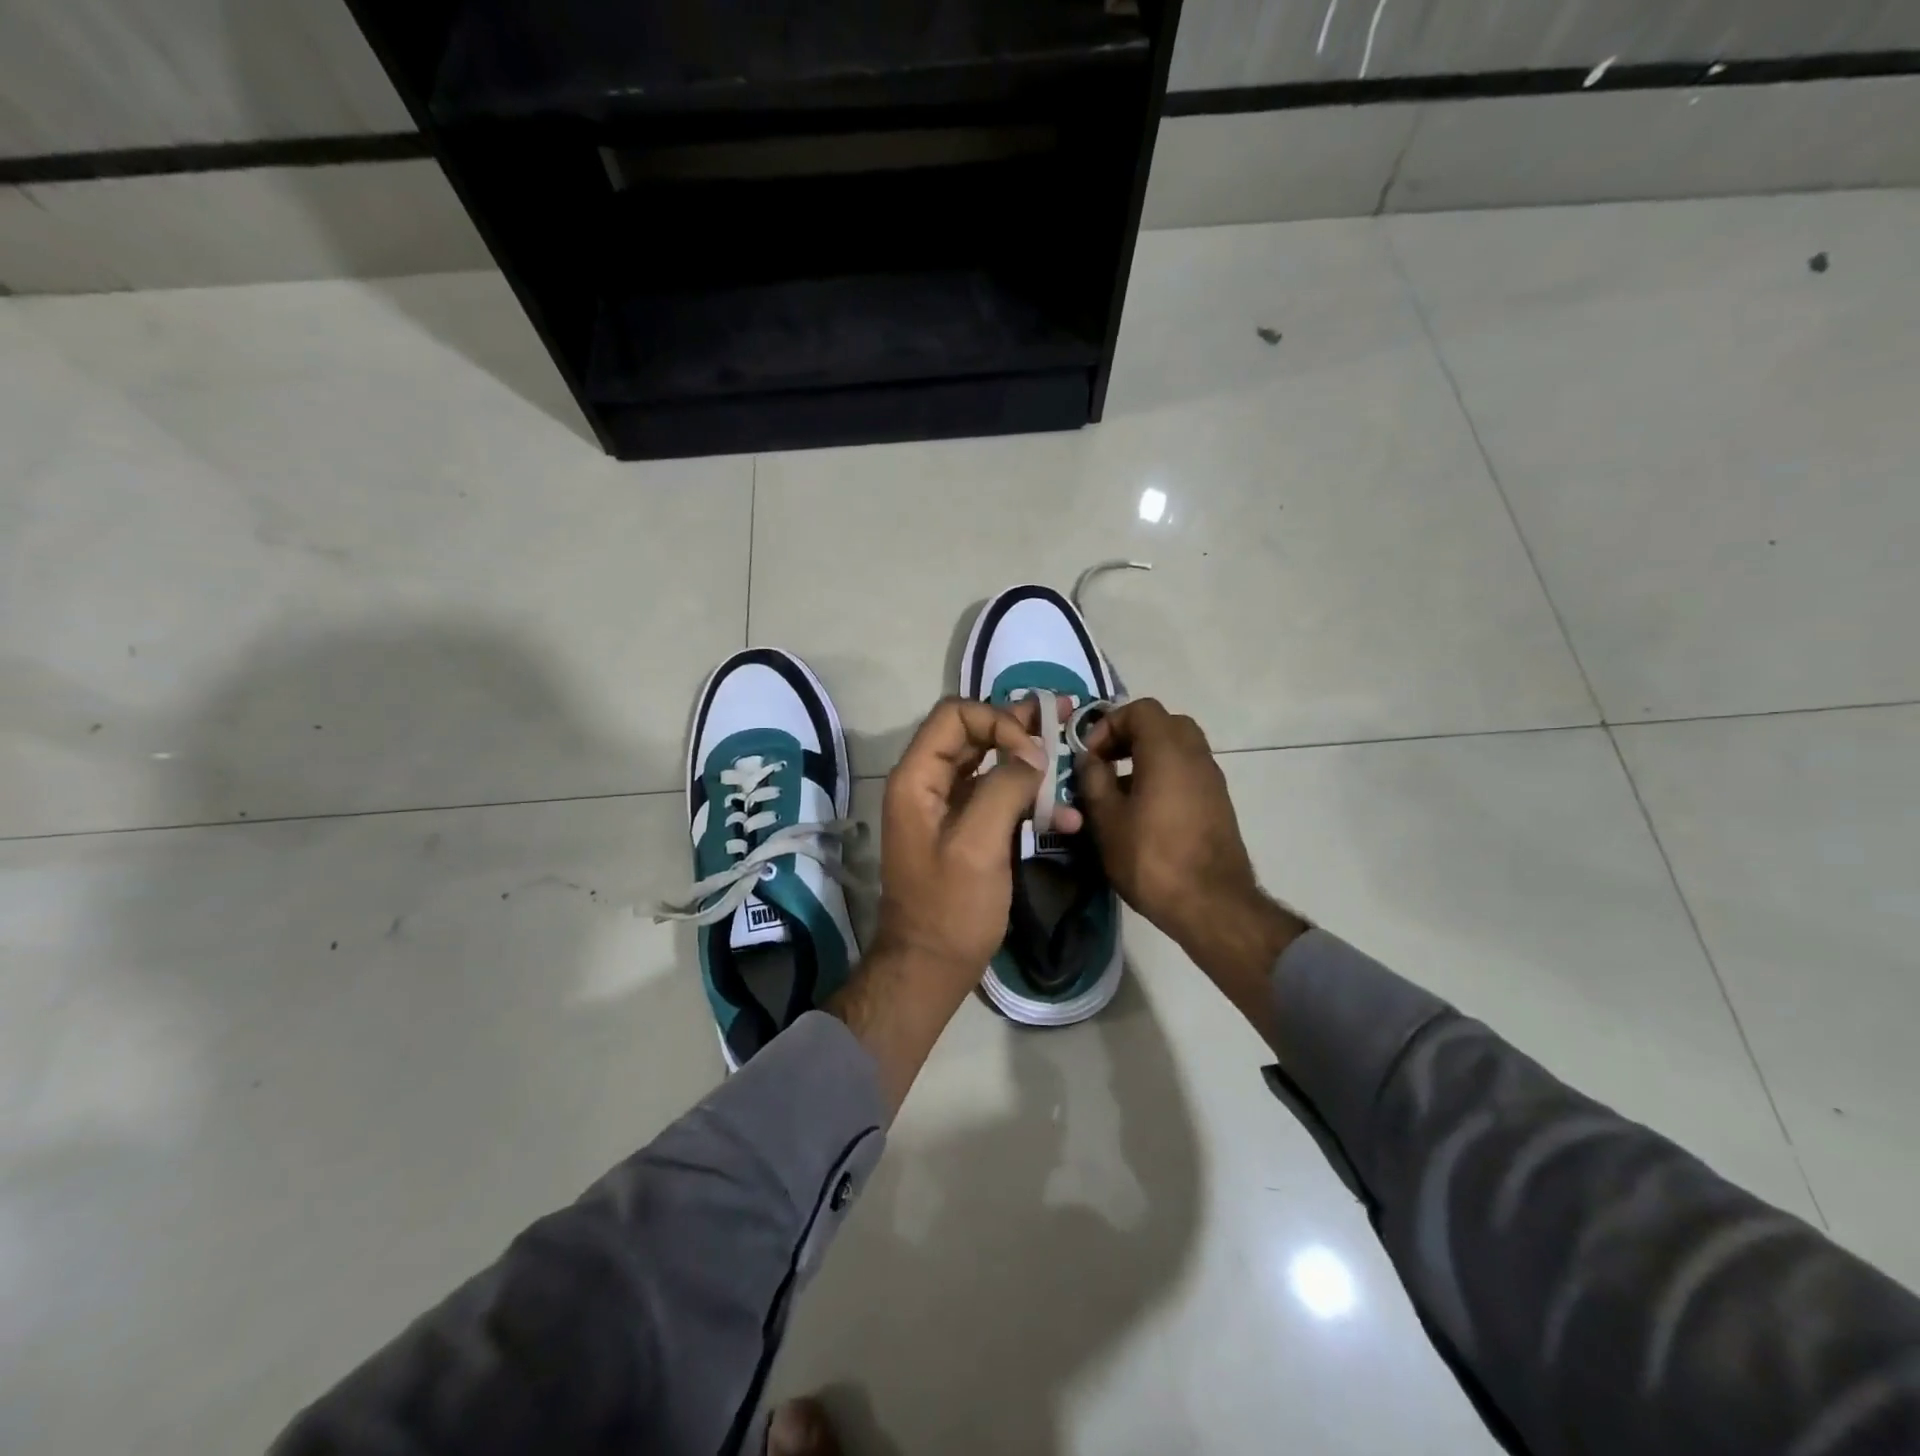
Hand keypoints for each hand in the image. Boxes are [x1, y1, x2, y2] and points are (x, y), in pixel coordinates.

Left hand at [832, 696, 1075, 1113]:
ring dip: (1030, 762)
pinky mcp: (966, 831)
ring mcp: (946, 808)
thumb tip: (1033, 753)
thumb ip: (1004, 789)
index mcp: (916, 779)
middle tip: (1064, 715)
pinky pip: (998, 799)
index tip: (1034, 754)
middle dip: (1019, 726)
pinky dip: (1030, 800)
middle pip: (973, 734)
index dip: (998, 722)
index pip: (955, 716)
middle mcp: (927, 784)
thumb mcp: (978, 845)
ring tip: (1070, 757)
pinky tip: (1068, 818)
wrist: (930, 967)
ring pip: (989, 765)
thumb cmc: (951, 908)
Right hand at [1076, 701, 1304, 1032]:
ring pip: (1178, 748)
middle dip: (1130, 736)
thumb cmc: (1151, 858)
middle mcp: (1196, 755)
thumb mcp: (1107, 820)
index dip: (1109, 724)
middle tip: (1106, 762)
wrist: (1211, 904)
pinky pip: (1187, 771)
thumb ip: (1093, 781)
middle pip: (1163, 724)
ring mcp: (1212, 779)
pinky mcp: (1218, 802)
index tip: (1090, 755)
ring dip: (1147, 757)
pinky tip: (1143, 810)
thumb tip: (1090, 760)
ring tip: (1119, 790)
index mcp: (1167, 750)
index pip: (1140, 710)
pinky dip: (1164, 775)